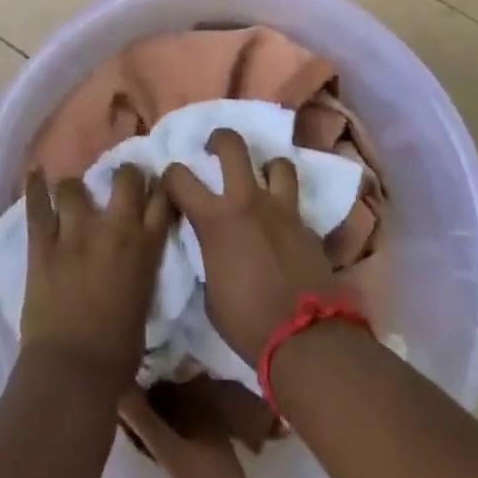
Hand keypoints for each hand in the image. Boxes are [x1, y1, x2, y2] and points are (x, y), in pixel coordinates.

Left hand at [20, 165, 172, 383]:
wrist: (74, 372)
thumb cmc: (119, 352)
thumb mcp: (144, 301)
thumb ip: (141, 268)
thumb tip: (134, 258)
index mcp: (146, 248)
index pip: (162, 198)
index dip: (159, 186)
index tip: (154, 185)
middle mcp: (115, 229)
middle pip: (125, 178)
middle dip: (123, 175)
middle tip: (116, 183)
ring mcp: (76, 233)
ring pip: (75, 186)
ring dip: (74, 190)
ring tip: (70, 196)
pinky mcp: (44, 244)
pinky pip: (37, 205)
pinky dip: (35, 185)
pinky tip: (34, 170)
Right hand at [162, 128, 339, 365]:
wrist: (305, 337)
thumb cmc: (247, 322)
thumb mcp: (210, 292)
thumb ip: (208, 257)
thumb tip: (212, 248)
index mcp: (214, 220)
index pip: (179, 178)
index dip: (170, 176)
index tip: (171, 185)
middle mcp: (247, 201)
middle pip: (232, 145)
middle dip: (219, 140)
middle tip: (214, 150)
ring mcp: (281, 209)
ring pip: (276, 162)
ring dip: (265, 168)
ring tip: (260, 181)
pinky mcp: (307, 224)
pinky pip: (295, 201)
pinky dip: (285, 205)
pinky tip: (282, 222)